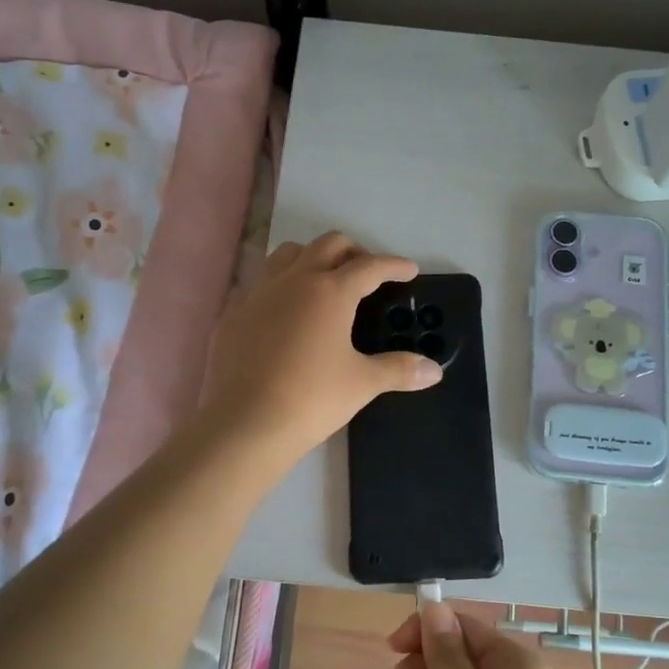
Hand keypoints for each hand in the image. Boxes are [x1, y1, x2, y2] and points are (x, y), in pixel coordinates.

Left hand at [199, 232, 441, 469]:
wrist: (245, 423)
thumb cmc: (312, 398)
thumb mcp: (362, 383)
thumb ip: (399, 370)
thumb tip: (435, 371)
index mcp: (331, 291)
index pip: (370, 266)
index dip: (393, 266)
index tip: (408, 270)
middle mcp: (294, 280)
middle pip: (329, 245)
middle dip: (354, 252)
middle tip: (368, 274)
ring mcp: (259, 292)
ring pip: (288, 254)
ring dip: (312, 258)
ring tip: (324, 281)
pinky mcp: (233, 312)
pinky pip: (260, 283)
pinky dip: (279, 285)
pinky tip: (284, 311)